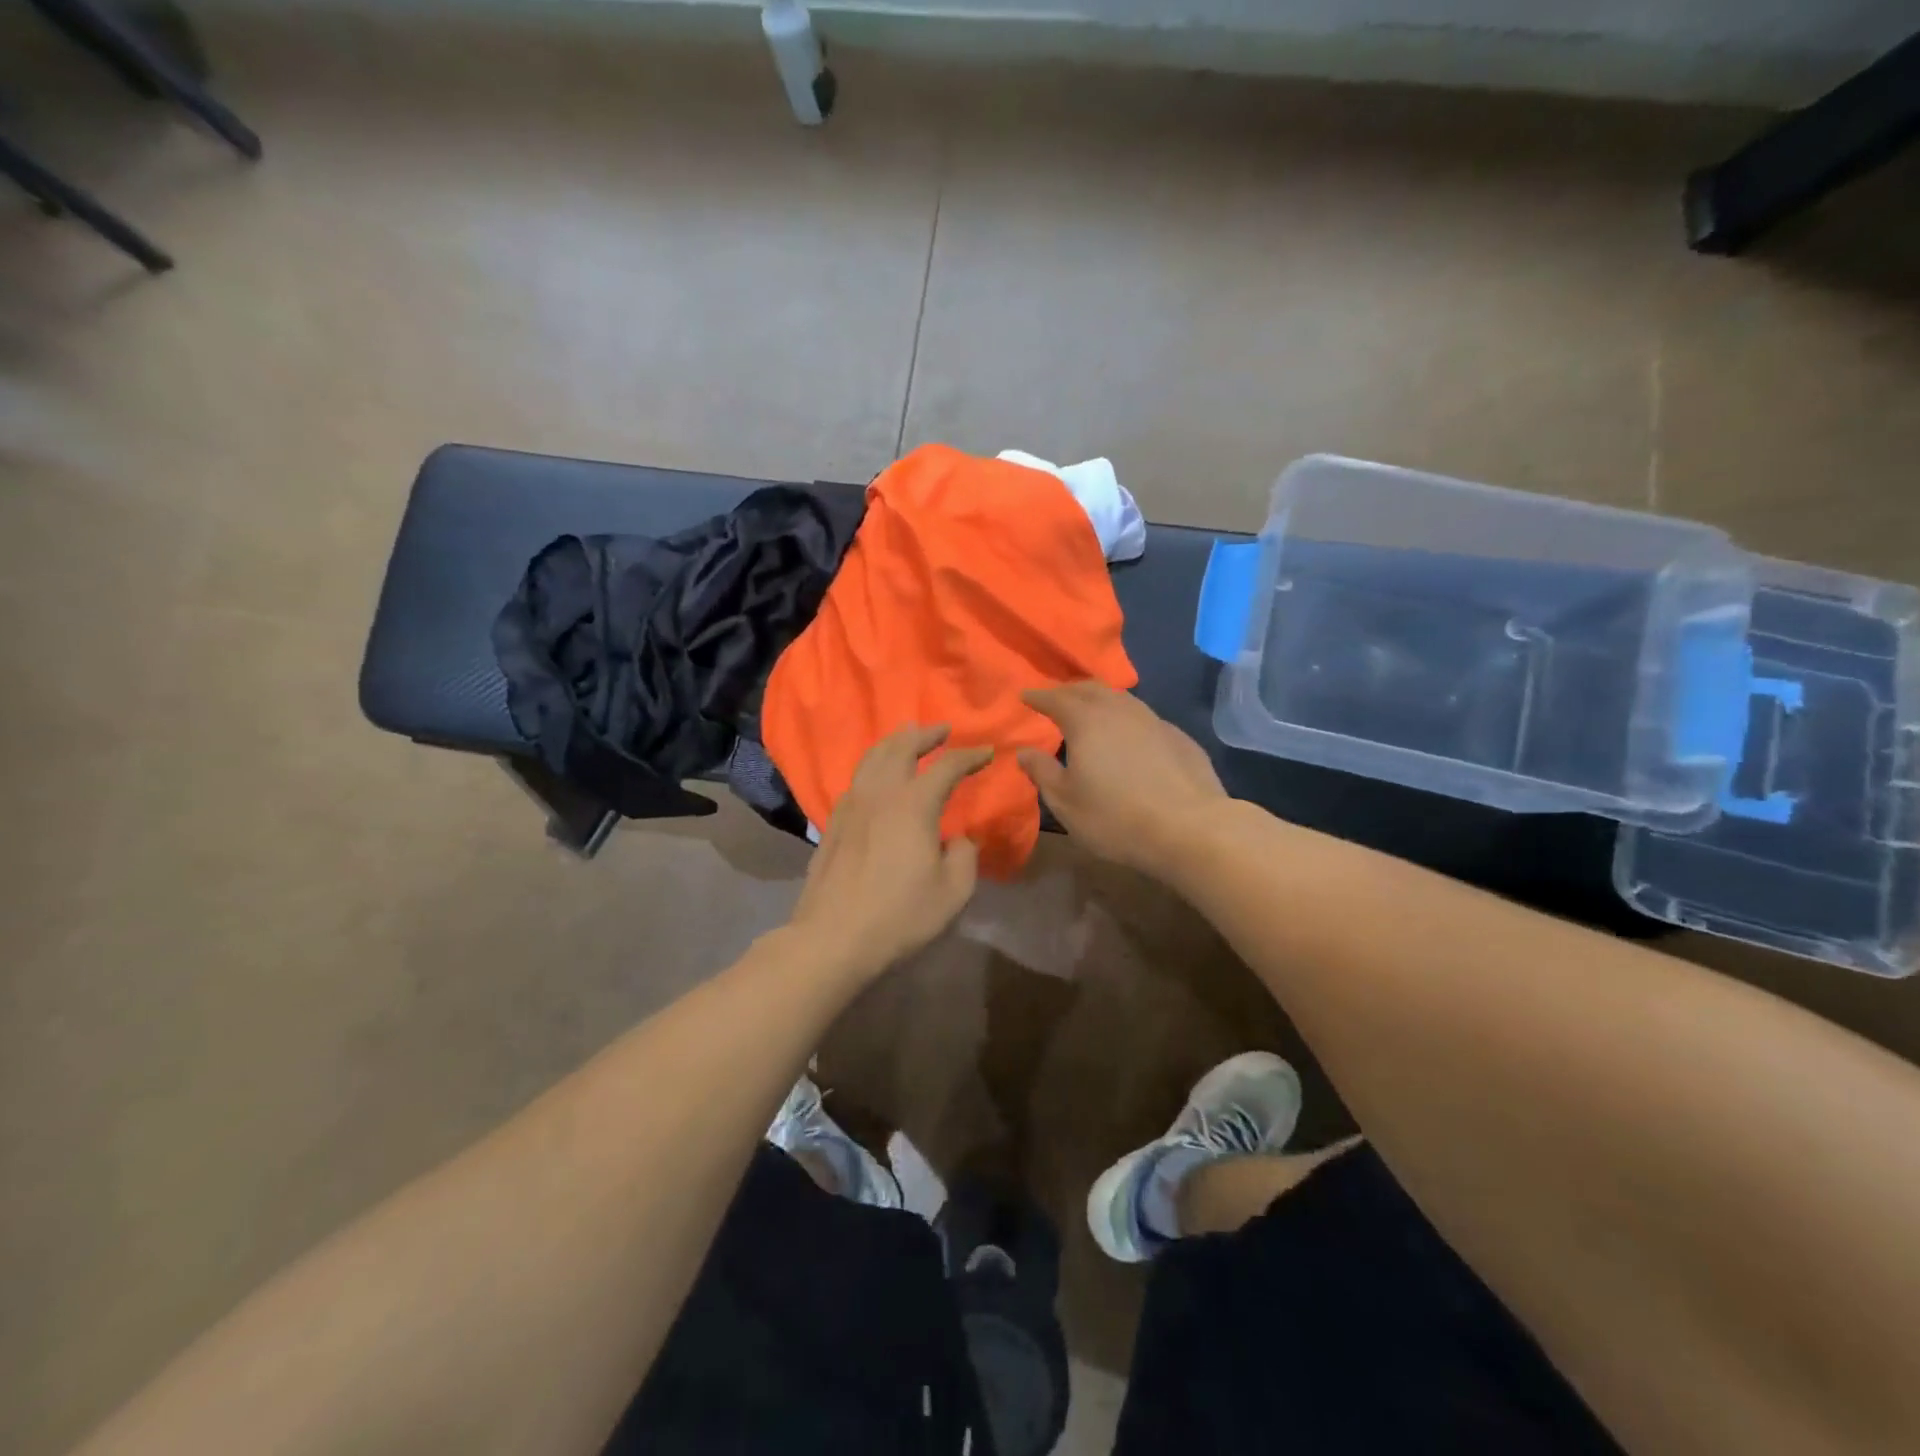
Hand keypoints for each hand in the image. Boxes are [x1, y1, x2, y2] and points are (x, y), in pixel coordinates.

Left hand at [789, 724, 991, 980]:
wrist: (833, 937)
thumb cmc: (899, 915)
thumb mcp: (952, 892)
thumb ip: (964, 856)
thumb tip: (958, 838)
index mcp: (913, 805)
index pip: (946, 767)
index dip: (969, 756)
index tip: (987, 752)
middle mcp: (880, 794)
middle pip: (901, 747)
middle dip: (924, 734)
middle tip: (941, 729)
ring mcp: (851, 806)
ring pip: (871, 757)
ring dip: (894, 742)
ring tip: (906, 738)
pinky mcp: (833, 823)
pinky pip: (856, 779)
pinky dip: (872, 766)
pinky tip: (877, 778)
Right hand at [1016, 682, 1227, 878]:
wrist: (1190, 828)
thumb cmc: (1115, 817)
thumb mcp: (1066, 802)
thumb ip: (1042, 772)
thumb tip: (1024, 752)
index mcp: (1086, 721)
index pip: (1056, 698)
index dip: (1038, 696)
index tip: (1025, 695)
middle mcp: (1120, 711)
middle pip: (1090, 689)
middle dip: (1069, 690)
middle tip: (1056, 699)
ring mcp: (1154, 721)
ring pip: (1121, 699)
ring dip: (1101, 700)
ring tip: (1092, 712)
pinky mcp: (1179, 738)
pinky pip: (1144, 718)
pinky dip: (1127, 719)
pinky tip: (1129, 736)